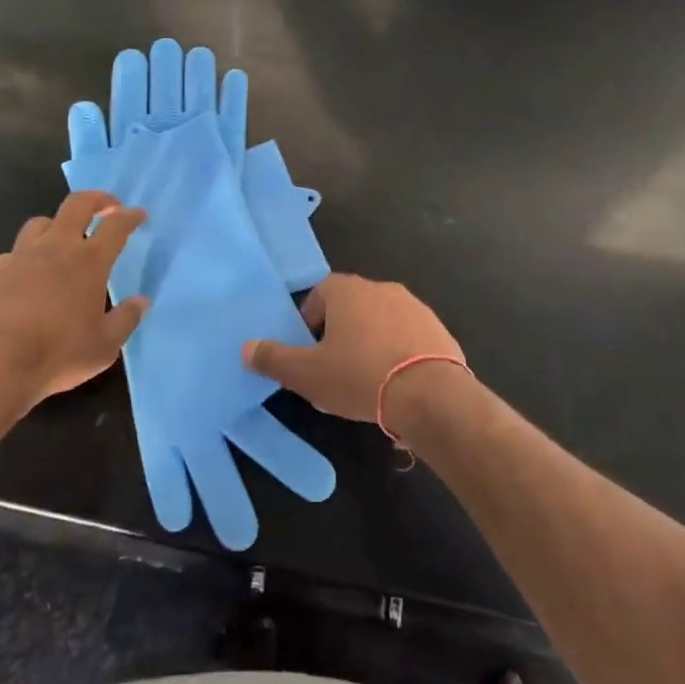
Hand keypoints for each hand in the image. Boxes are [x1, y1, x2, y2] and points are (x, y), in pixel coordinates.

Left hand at [0, 192, 147, 409]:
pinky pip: (13, 254)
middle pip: (77, 204)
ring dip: (57, 226)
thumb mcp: (105, 346)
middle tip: (107, 206)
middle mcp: (56, 248)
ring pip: (41, 223)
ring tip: (63, 241)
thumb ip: (126, 319)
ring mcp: (20, 256)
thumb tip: (141, 302)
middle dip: (97, 199)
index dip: (130, 216)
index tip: (138, 214)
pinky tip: (26, 279)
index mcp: (89, 262)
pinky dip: (26, 259)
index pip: (116, 226)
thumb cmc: (58, 355)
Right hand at [242, 275, 465, 428]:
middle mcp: (381, 288)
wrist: (431, 395)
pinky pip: (409, 338)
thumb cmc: (360, 376)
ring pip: (381, 322)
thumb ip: (274, 359)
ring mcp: (415, 306)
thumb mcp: (307, 374)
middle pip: (351, 306)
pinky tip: (397, 385)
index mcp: (347, 290)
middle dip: (341, 333)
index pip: (319, 293)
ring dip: (372, 342)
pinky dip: (400, 354)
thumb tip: (246, 349)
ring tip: (368, 380)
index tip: (310, 351)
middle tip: (335, 368)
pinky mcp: (438, 329)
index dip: (310, 321)